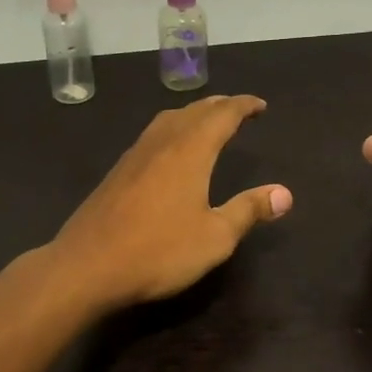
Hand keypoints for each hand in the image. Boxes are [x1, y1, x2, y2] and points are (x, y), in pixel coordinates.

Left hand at [52, 96, 292, 310]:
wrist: (87, 266)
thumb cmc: (158, 251)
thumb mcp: (215, 237)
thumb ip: (249, 210)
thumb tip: (284, 193)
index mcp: (190, 151)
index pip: (222, 115)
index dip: (244, 106)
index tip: (261, 105)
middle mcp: (162, 143)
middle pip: (194, 110)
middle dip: (219, 106)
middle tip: (238, 110)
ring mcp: (134, 156)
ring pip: (168, 120)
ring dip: (193, 114)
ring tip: (207, 123)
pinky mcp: (117, 173)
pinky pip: (152, 136)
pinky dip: (172, 130)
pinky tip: (170, 151)